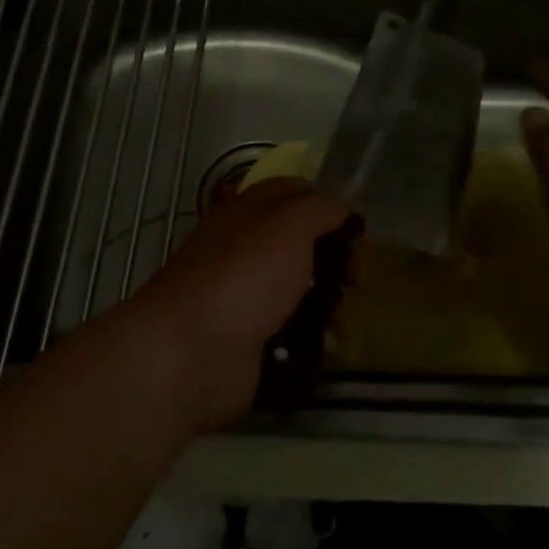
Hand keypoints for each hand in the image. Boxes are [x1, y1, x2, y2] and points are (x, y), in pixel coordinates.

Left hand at [107, 178, 351, 436]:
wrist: (192, 355)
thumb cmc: (243, 277)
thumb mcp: (289, 225)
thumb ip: (320, 209)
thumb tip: (341, 211)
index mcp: (248, 213)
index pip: (294, 193)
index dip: (328, 205)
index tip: (357, 230)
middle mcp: (246, 250)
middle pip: (303, 244)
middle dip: (337, 259)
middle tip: (356, 278)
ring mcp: (247, 297)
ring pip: (301, 290)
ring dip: (330, 302)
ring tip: (340, 319)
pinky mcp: (252, 340)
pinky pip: (293, 331)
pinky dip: (313, 337)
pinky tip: (325, 344)